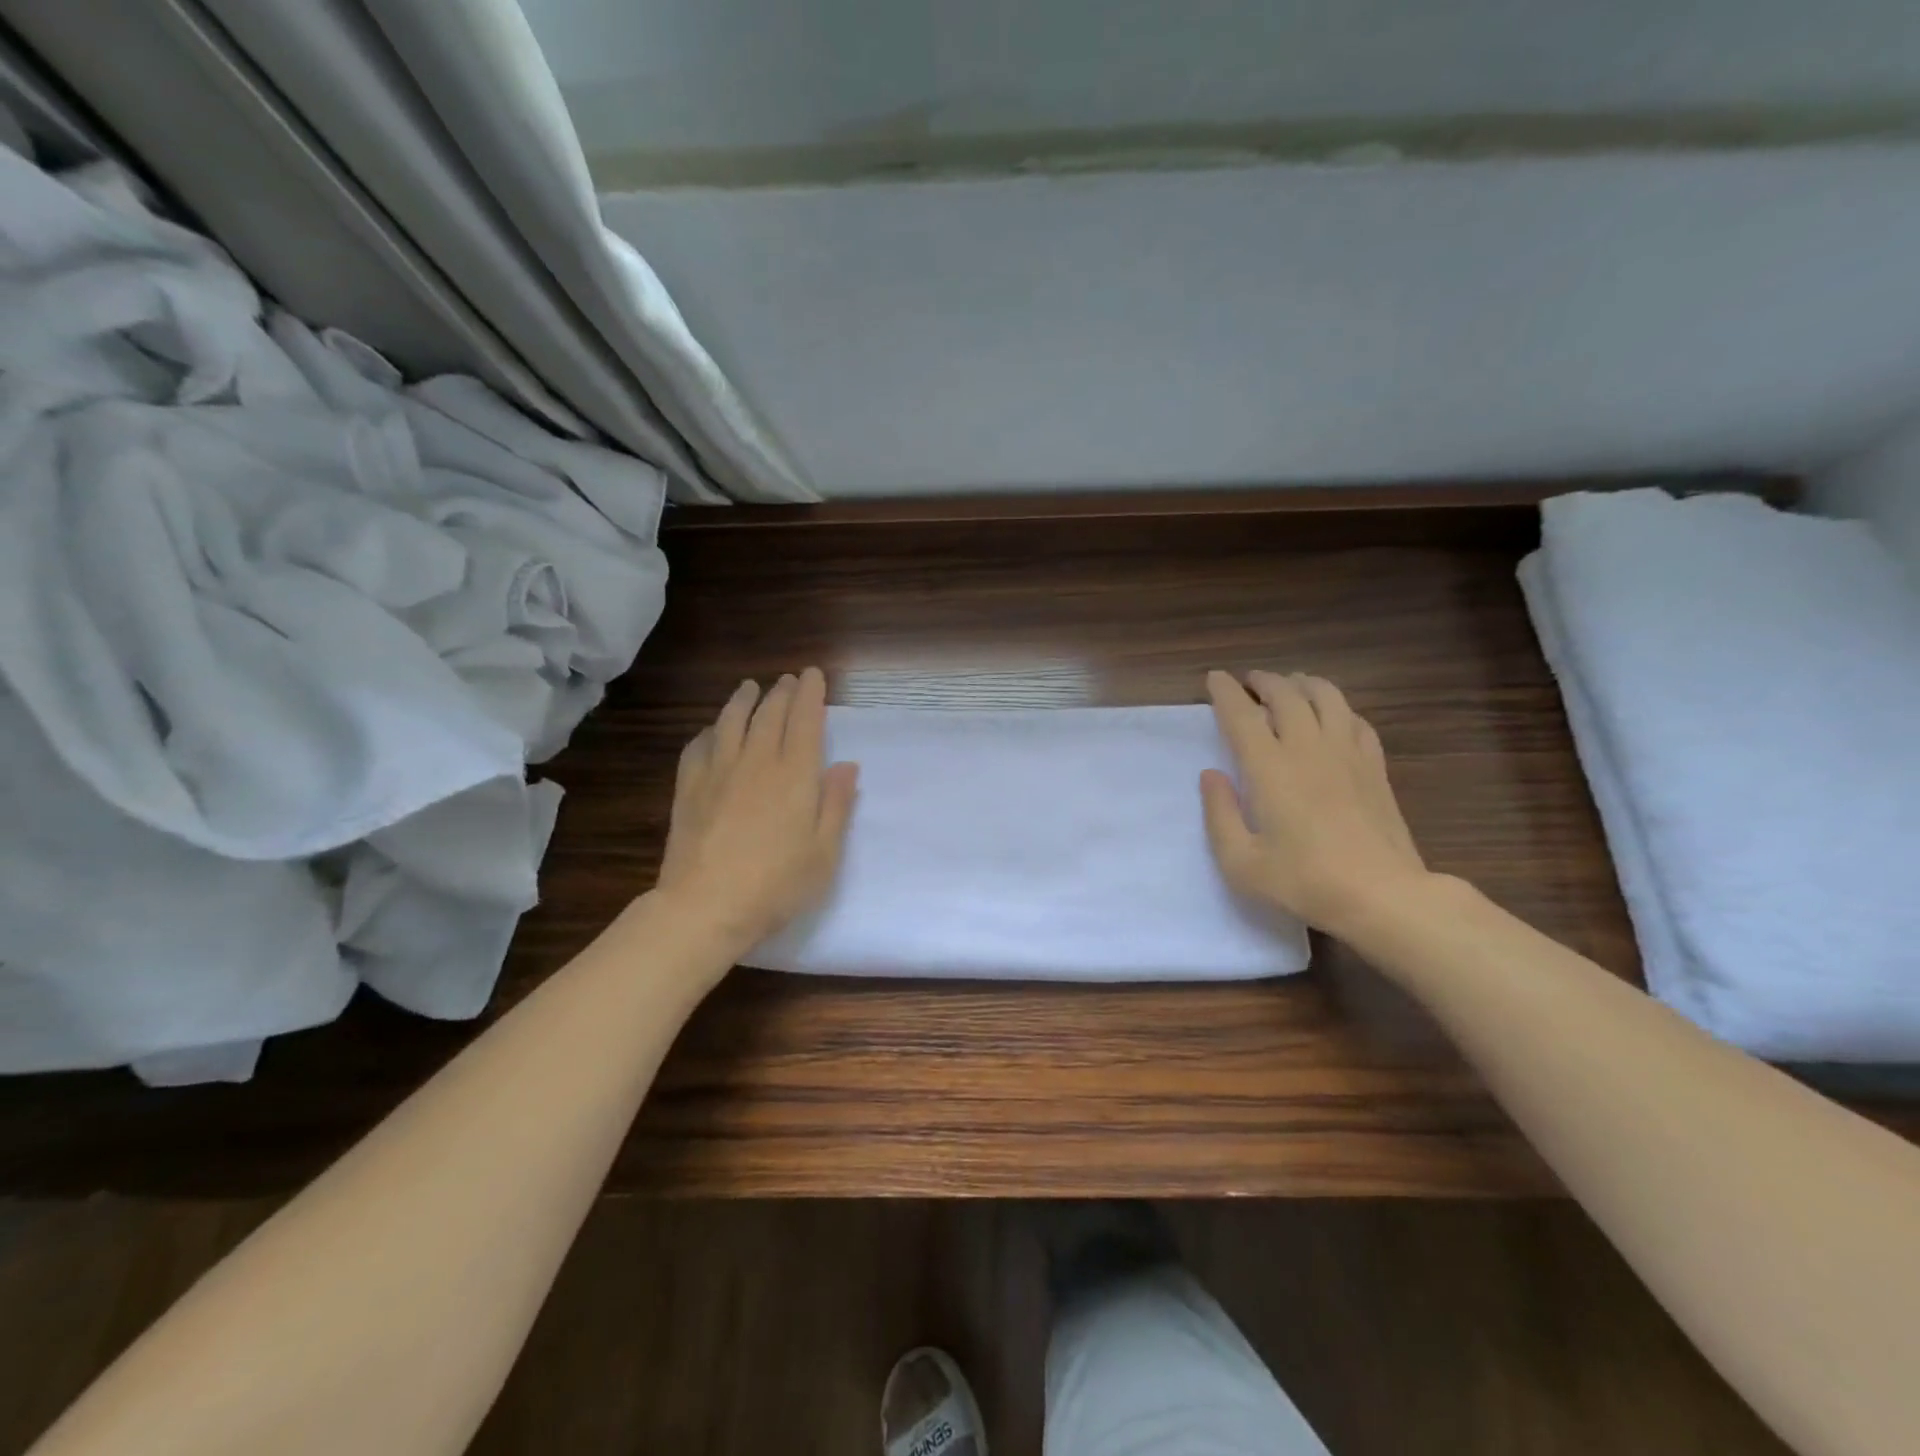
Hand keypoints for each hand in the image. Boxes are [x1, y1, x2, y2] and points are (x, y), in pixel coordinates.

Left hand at [657, 667, 858, 955]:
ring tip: (749, 688)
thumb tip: (847, 766)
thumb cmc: (777, 885)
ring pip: (731, 722)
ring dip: (743, 701)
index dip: (810, 694)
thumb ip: (836, 805)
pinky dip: (709, 732)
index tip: (813, 675)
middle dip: (781, 692)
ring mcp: (718, 772)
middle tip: (787, 680)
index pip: (805, 721)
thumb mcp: (824, 853)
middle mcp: (757, 762)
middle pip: (769, 715)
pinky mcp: (688, 789)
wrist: (705, 907)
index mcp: (795, 775)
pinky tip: (712, 732)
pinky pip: (698, 748)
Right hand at [1201, 669, 1426, 935]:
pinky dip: (1337, 708)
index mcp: (1269, 768)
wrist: (1383, 896)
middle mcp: (1308, 748)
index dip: (1225, 692)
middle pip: (1286, 695)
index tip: (1214, 678)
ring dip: (1303, 684)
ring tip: (1290, 686)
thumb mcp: (1241, 862)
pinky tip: (1332, 717)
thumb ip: (1219, 814)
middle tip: (1249, 681)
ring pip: (1326, 697)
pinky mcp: (1374, 767)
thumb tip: (1211, 775)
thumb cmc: (1304, 882)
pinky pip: (1355, 720)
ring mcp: (1347, 754)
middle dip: (1263, 681)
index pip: (1242, 714)